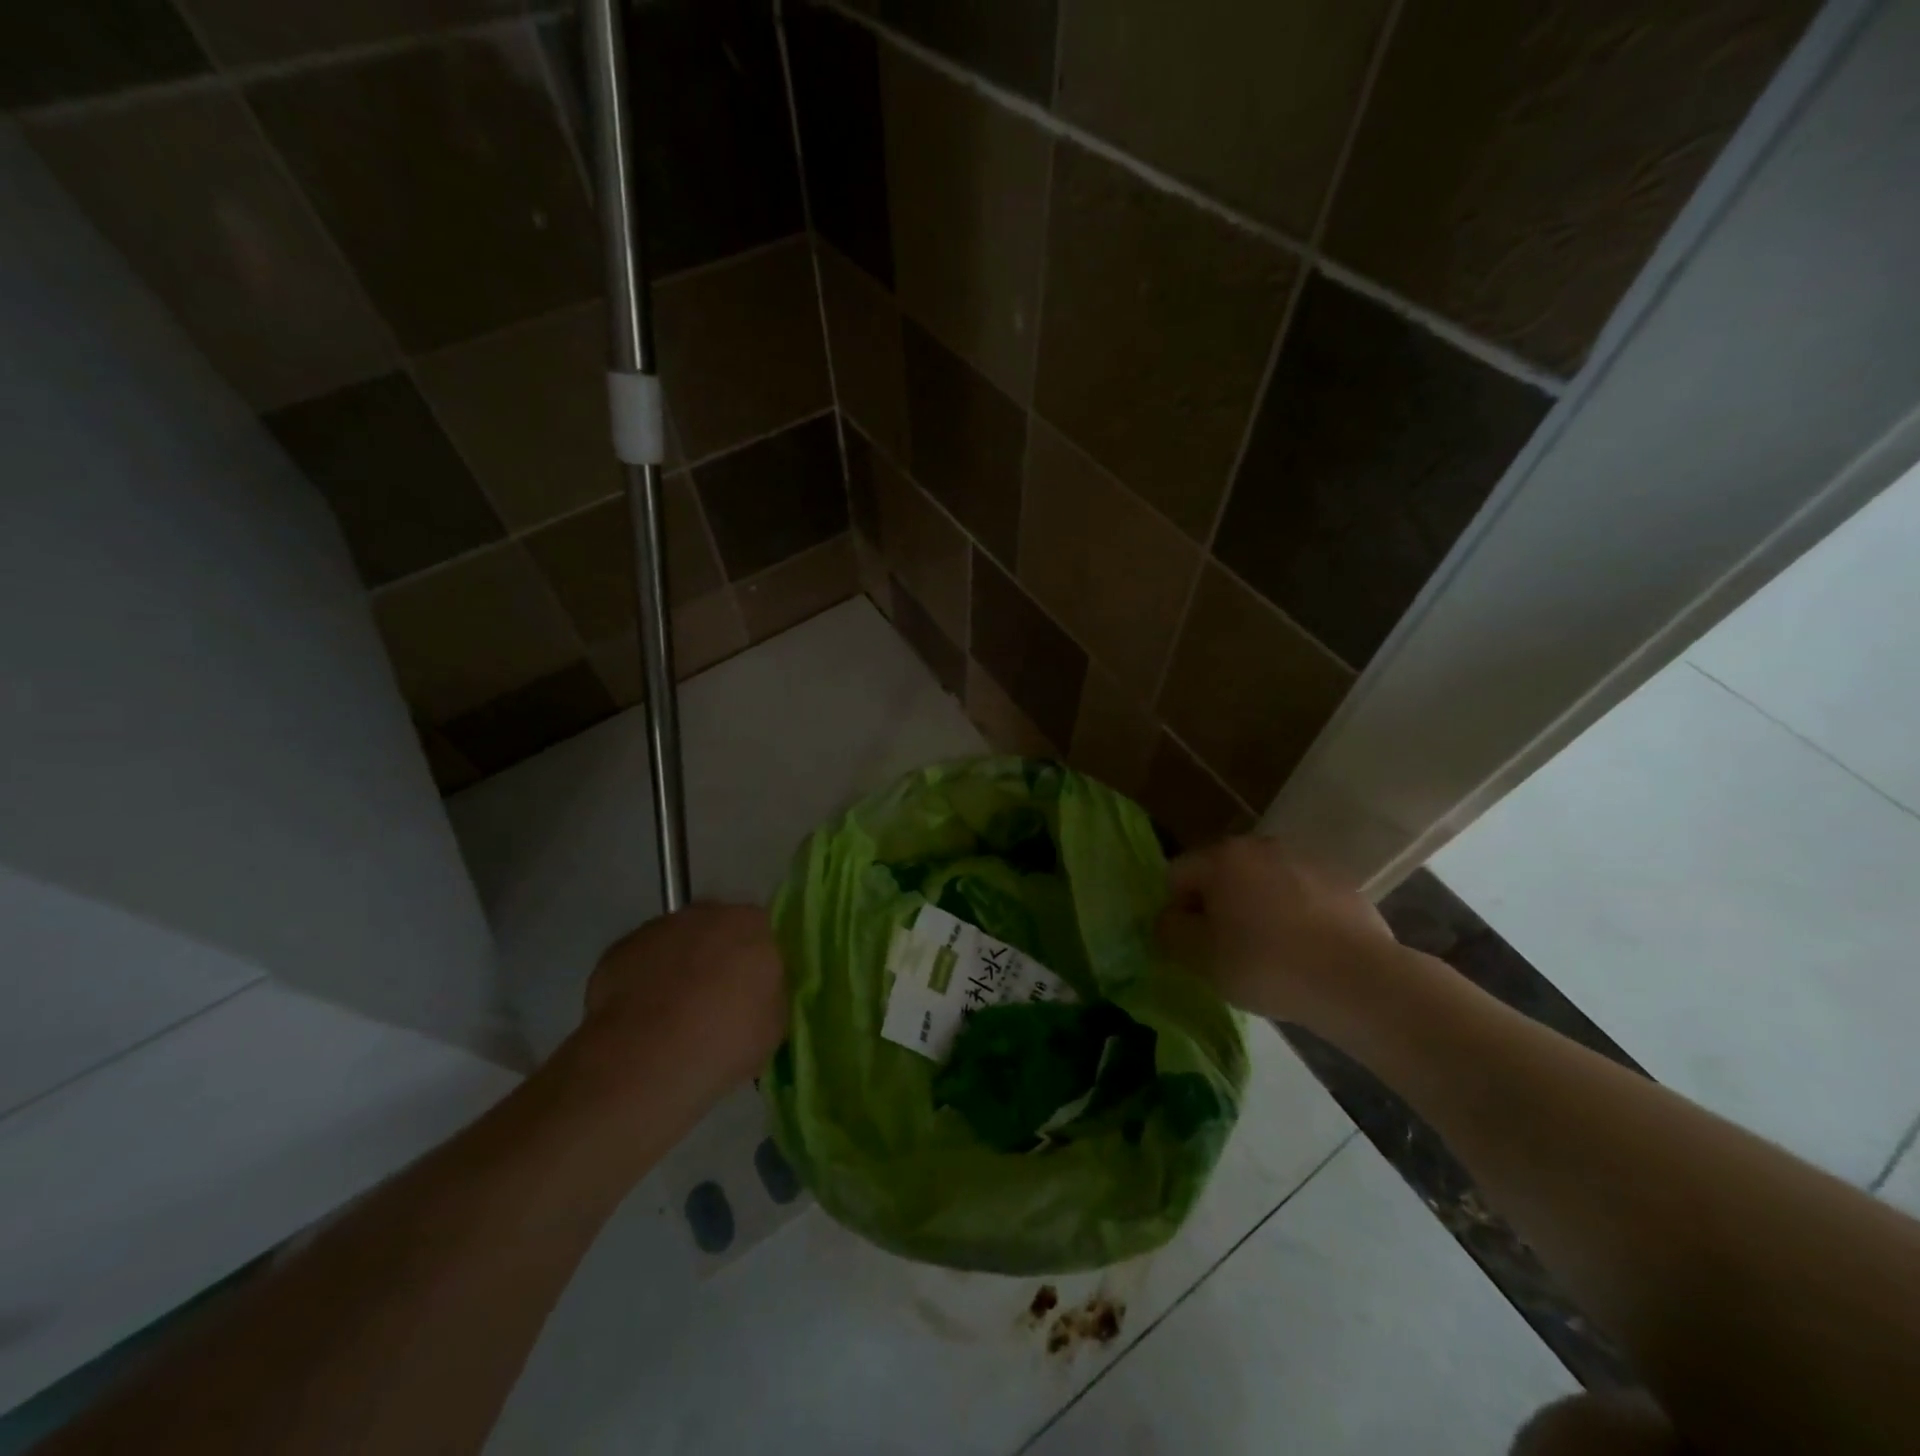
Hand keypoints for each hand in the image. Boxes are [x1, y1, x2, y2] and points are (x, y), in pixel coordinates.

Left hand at [571, 903, 787, 1120]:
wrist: (651, 1057)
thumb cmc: (728, 1038)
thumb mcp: (774, 1023)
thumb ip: (768, 995)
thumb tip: (757, 995)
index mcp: (752, 925)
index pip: (760, 931)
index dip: (753, 960)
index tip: (750, 989)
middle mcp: (706, 914)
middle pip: (715, 929)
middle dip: (714, 956)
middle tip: (713, 1000)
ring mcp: (659, 928)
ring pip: (674, 943)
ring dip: (676, 967)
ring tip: (672, 1014)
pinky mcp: (619, 949)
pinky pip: (639, 962)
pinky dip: (642, 982)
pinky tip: (641, 1018)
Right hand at [1157, 837, 1396, 1028]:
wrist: (1358, 980)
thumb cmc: (1266, 964)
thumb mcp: (1199, 957)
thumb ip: (1170, 932)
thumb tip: (1168, 920)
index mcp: (1221, 857)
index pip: (1177, 875)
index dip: (1177, 912)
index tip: (1194, 947)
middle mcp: (1261, 846)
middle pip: (1220, 875)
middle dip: (1217, 908)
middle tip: (1227, 951)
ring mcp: (1305, 861)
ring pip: (1262, 885)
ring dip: (1255, 910)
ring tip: (1270, 955)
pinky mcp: (1341, 884)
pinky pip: (1299, 897)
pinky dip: (1294, 918)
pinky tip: (1305, 953)